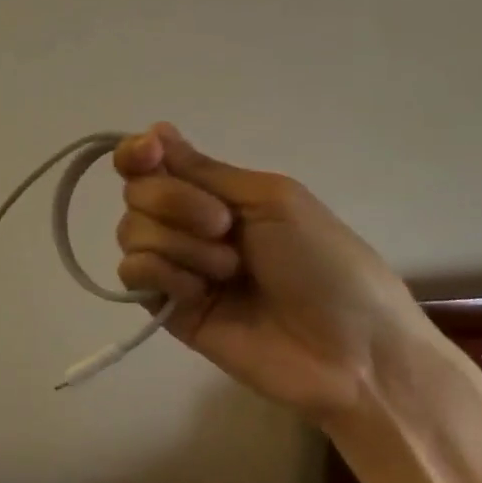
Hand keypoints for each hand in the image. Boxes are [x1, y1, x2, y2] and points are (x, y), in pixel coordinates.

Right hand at [114, 123, 426, 422]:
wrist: (350, 353)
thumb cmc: (325, 264)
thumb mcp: (271, 200)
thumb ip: (204, 170)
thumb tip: (155, 129)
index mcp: (215, 192)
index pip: (151, 161)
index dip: (136, 152)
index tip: (149, 154)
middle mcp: (187, 224)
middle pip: (137, 192)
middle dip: (175, 202)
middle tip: (223, 226)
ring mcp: (176, 265)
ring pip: (131, 231)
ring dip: (180, 245)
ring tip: (228, 271)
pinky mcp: (166, 306)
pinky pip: (132, 274)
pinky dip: (164, 274)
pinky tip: (199, 293)